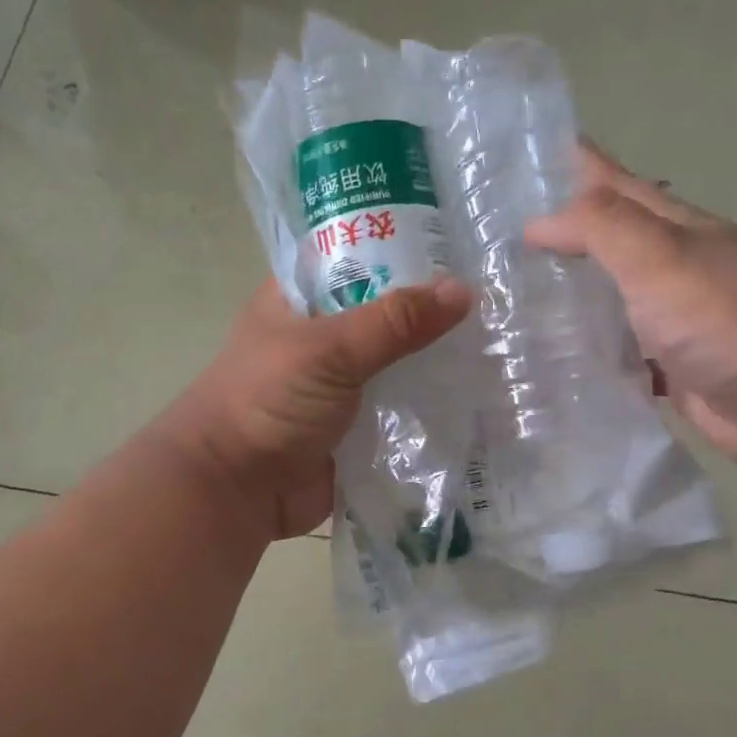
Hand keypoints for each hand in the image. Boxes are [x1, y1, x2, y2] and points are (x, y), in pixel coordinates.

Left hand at [166, 277, 471, 538]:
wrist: (235, 490)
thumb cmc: (268, 400)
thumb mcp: (331, 349)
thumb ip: (395, 321)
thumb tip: (463, 290)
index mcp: (302, 299)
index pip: (359, 258)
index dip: (405, 250)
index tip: (462, 246)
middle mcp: (323, 337)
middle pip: (387, 314)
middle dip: (433, 312)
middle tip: (496, 300)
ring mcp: (342, 385)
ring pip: (399, 364)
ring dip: (437, 361)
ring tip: (501, 344)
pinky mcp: (357, 427)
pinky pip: (402, 409)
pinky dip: (431, 405)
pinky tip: (479, 395)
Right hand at [526, 145, 736, 466]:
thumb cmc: (727, 315)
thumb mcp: (660, 255)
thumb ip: (601, 228)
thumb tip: (539, 222)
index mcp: (669, 230)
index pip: (614, 186)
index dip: (576, 167)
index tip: (528, 158)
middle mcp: (668, 270)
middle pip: (607, 243)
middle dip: (563, 236)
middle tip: (504, 239)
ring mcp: (670, 322)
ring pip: (608, 301)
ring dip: (569, 299)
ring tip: (515, 301)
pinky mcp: (670, 370)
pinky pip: (617, 355)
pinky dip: (587, 354)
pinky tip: (555, 362)